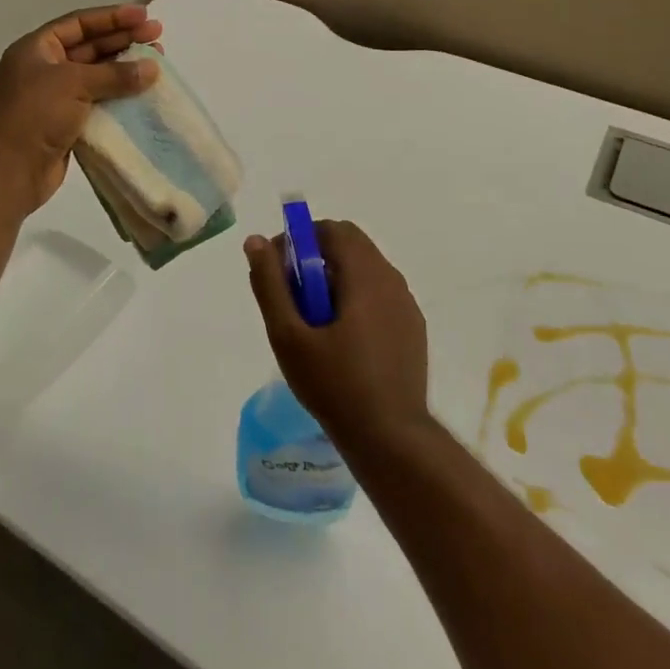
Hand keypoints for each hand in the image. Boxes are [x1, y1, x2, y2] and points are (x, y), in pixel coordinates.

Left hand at [0, 5, 162, 209]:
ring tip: (157, 62)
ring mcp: (56, 97)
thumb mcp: (74, 84)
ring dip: (126, 68)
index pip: (79, 23)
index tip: (144, 15)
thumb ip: (115, 74)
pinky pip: (99, 101)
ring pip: (98, 75)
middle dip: (124, 40)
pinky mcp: (67, 122)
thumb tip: (152, 68)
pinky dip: (120, 96)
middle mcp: (45, 68)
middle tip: (158, 37)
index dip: (113, 17)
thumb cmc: (36, 115)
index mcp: (37, 49)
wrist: (11, 170)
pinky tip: (143, 93)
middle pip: (90, 46)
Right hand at [243, 220, 431, 455]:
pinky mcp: (413, 329)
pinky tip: (342, 341)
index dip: (301, 239)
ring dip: (336, 279)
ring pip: (366, 271)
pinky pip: (380, 296)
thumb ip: (270, 284)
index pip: (333, 230)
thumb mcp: (288, 336)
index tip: (279, 268)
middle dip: (317, 259)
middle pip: (351, 247)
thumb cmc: (335, 385)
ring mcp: (407, 305)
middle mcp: (392, 280)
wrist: (391, 438)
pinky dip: (357, 300)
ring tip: (314, 322)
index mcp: (366, 275)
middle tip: (293, 297)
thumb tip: (256, 241)